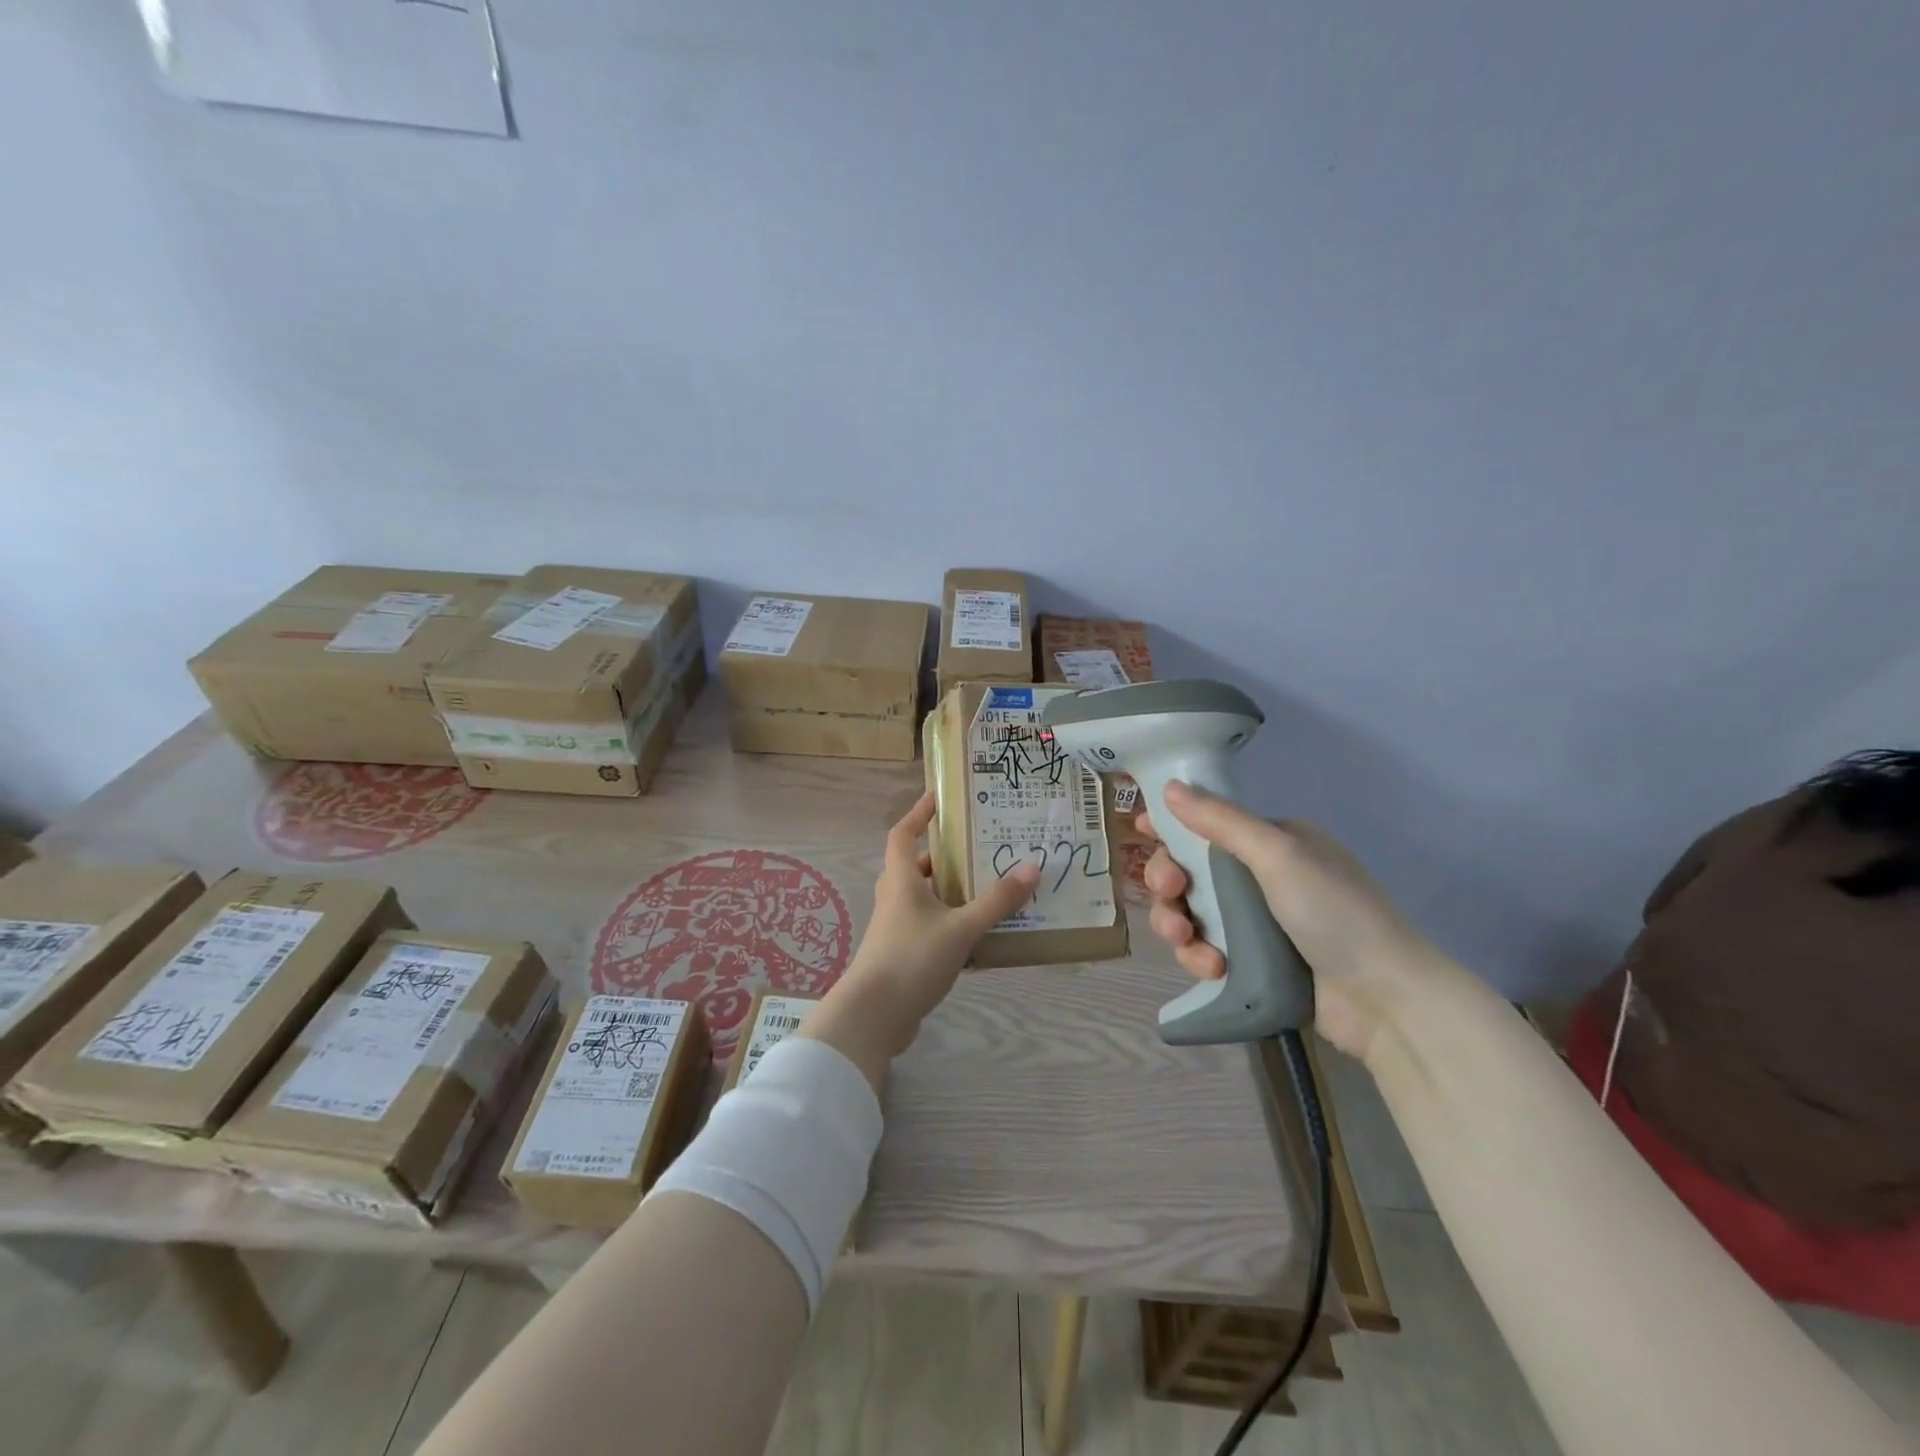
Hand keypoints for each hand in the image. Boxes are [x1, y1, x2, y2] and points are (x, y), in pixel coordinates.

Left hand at [801, 793, 1039, 1087]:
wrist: (873, 1016)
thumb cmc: (912, 958)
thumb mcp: (961, 928)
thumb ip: (996, 901)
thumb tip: (1032, 868)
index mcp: (900, 880)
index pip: (903, 832)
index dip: (919, 813)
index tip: (939, 797)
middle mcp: (894, 898)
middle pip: (916, 866)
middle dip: (944, 856)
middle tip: (978, 848)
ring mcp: (895, 928)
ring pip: (923, 898)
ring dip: (949, 891)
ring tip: (986, 888)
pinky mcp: (901, 954)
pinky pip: (928, 926)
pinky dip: (950, 922)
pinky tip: (977, 935)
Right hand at [1138, 781, 1440, 1062]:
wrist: (1385, 1000)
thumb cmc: (1334, 913)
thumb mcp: (1278, 856)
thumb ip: (1221, 821)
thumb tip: (1171, 787)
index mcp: (1274, 843)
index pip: (1210, 825)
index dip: (1174, 828)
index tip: (1142, 834)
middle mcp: (1263, 878)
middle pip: (1193, 870)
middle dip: (1169, 882)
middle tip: (1168, 895)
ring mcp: (1258, 922)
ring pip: (1194, 913)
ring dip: (1179, 923)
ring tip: (1185, 940)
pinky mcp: (1253, 963)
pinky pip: (1207, 950)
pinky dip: (1200, 956)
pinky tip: (1211, 967)